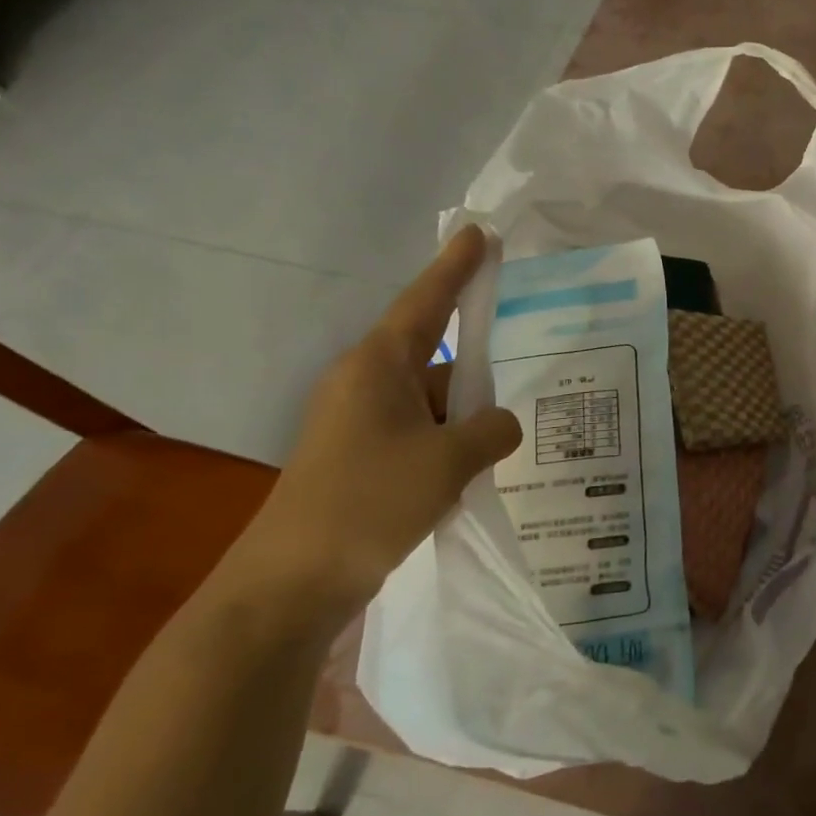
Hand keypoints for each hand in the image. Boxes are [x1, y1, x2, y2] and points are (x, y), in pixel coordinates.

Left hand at [221, 226, 522, 632]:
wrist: (290, 584)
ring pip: (430, 400)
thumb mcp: (449, 462)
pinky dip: (449, 442)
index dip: (456, 267)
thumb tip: (503, 422)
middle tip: (524, 361)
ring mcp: (359, 423)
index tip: (481, 232)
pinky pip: (418, 432)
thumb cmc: (369, 503)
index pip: (425, 302)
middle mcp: (365, 384)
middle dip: (478, 363)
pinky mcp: (359, 458)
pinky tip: (478, 466)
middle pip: (435, 355)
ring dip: (466, 414)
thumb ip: (492, 431)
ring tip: (510, 434)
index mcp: (378, 367)